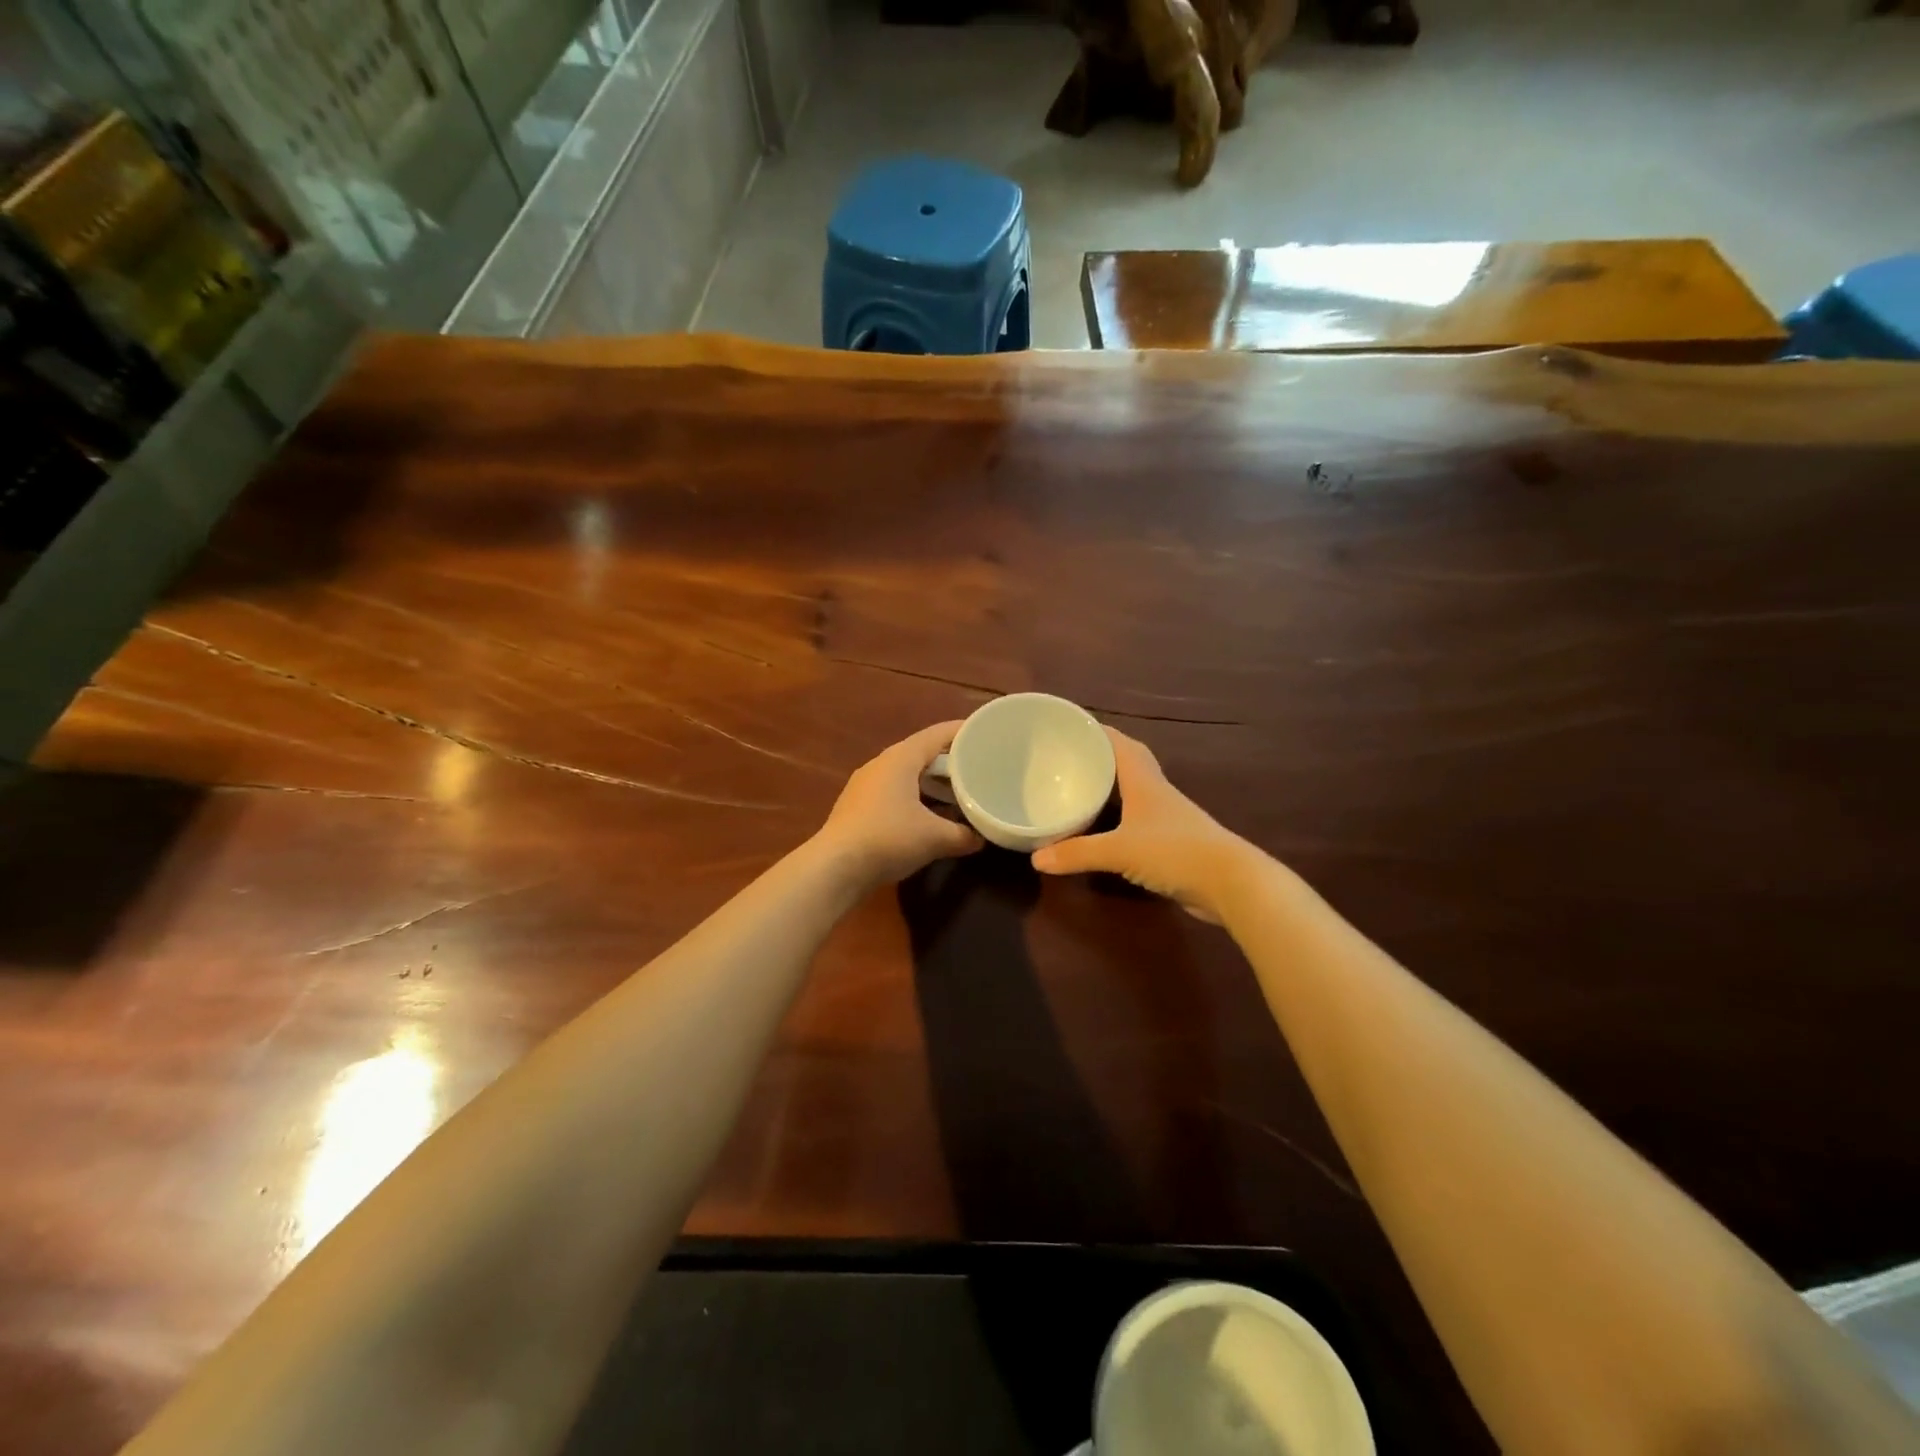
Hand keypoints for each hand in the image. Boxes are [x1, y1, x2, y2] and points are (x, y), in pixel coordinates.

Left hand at [814, 722, 982, 888]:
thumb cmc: (888, 839)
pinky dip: (915, 796)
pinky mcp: (857, 806)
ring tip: (956, 790)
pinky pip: (894, 791)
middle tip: (977, 765)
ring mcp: (865, 785)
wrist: (835, 867)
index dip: (963, 731)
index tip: (985, 731)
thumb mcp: (935, 838)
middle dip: (949, 759)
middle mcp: (881, 764)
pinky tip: (927, 814)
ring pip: (906, 774)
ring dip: (931, 780)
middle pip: (921, 752)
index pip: (937, 734)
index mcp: (900, 758)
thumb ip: (964, 835)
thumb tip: (982, 837)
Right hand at [1031, 727, 1247, 922]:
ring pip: (1132, 792)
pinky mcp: (1171, 842)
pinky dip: (1116, 819)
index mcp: (1144, 781)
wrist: (1230, 884)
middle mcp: (1155, 792)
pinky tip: (1100, 830)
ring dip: (1109, 788)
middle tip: (1068, 757)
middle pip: (1127, 763)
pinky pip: (1136, 821)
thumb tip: (1036, 858)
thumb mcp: (1119, 851)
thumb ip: (1077, 853)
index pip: (1118, 743)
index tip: (1068, 725)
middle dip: (1100, 757)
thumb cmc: (1174, 852)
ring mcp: (1166, 818)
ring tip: (1077, 789)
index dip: (1095, 731)